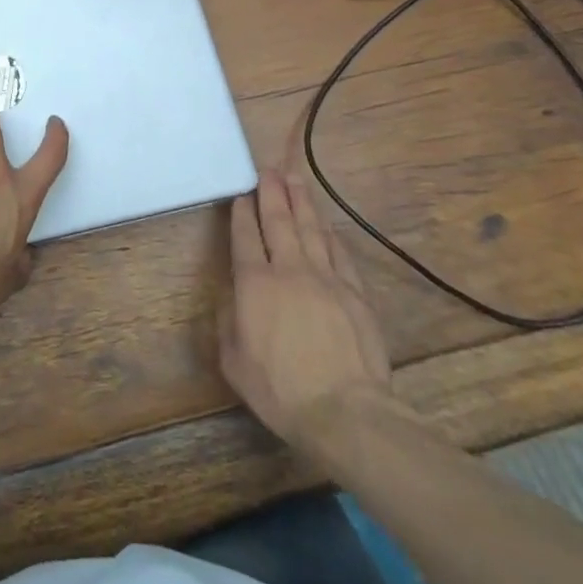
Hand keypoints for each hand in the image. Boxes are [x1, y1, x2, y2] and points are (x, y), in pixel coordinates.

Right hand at [220, 167, 397, 454]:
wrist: (347, 414)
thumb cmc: (282, 391)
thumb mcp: (235, 363)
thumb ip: (227, 323)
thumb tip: (231, 297)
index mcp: (255, 284)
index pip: (245, 236)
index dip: (242, 212)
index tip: (241, 194)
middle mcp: (289, 270)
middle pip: (279, 221)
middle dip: (271, 192)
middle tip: (268, 169)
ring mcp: (326, 278)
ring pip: (311, 228)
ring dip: (301, 201)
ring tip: (294, 179)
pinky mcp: (354, 293)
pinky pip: (339, 252)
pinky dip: (330, 233)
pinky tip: (326, 223)